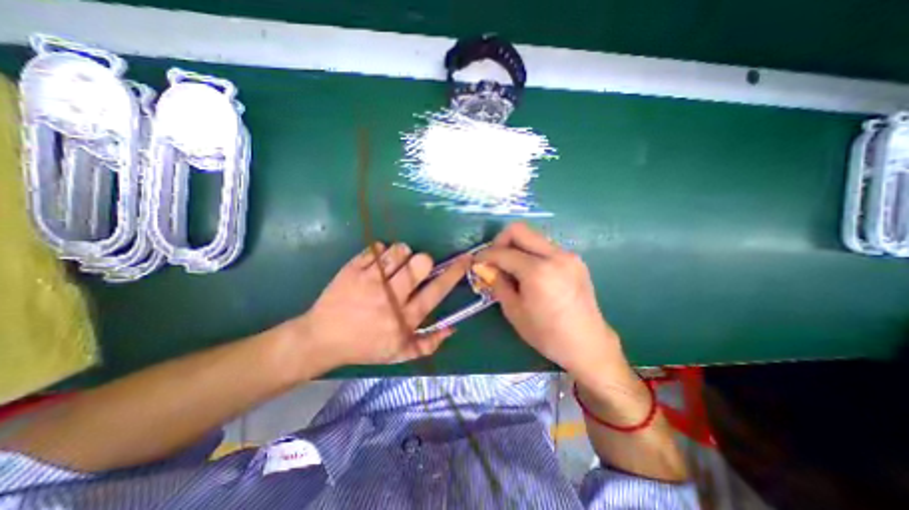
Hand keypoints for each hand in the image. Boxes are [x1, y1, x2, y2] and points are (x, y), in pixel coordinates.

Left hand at [295, 241, 468, 368]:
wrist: (322, 339)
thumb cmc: (365, 347)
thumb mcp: (399, 354)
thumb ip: (429, 343)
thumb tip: (452, 328)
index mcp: (404, 318)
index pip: (437, 291)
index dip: (454, 273)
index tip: (465, 259)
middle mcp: (391, 298)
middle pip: (420, 263)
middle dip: (423, 261)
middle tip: (415, 268)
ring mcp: (370, 281)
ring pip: (399, 251)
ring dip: (402, 255)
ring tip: (394, 266)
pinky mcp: (353, 269)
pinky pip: (376, 248)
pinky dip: (381, 253)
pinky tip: (375, 265)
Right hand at [473, 224, 628, 381]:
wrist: (588, 344)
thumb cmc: (547, 333)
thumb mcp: (514, 311)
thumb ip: (497, 283)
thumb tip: (485, 268)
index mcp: (538, 271)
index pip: (503, 252)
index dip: (485, 255)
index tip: (477, 262)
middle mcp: (555, 255)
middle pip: (519, 229)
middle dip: (501, 241)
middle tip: (494, 259)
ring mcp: (568, 255)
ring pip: (533, 236)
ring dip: (517, 247)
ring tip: (512, 267)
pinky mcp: (575, 260)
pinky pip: (545, 247)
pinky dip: (531, 253)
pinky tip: (530, 272)